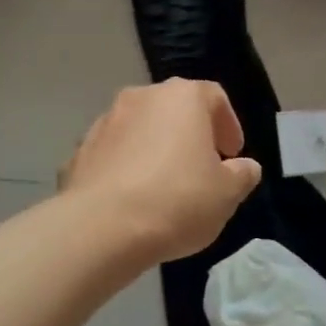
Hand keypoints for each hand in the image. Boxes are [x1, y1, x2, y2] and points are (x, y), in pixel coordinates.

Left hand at [62, 79, 262, 263]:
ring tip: (165, 187)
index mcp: (182, 97)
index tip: (232, 155)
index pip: (214, 97)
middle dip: (191, 135)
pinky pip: (114, 153)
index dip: (228, 124)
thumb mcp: (227, 193)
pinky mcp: (80, 150)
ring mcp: (106, 121)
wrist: (101, 228)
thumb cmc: (177, 201)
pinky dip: (126, 168)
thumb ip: (242, 174)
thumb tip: (245, 167)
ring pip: (141, 129)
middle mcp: (142, 97)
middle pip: (175, 109)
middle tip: (202, 168)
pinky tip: (133, 200)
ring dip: (156, 149)